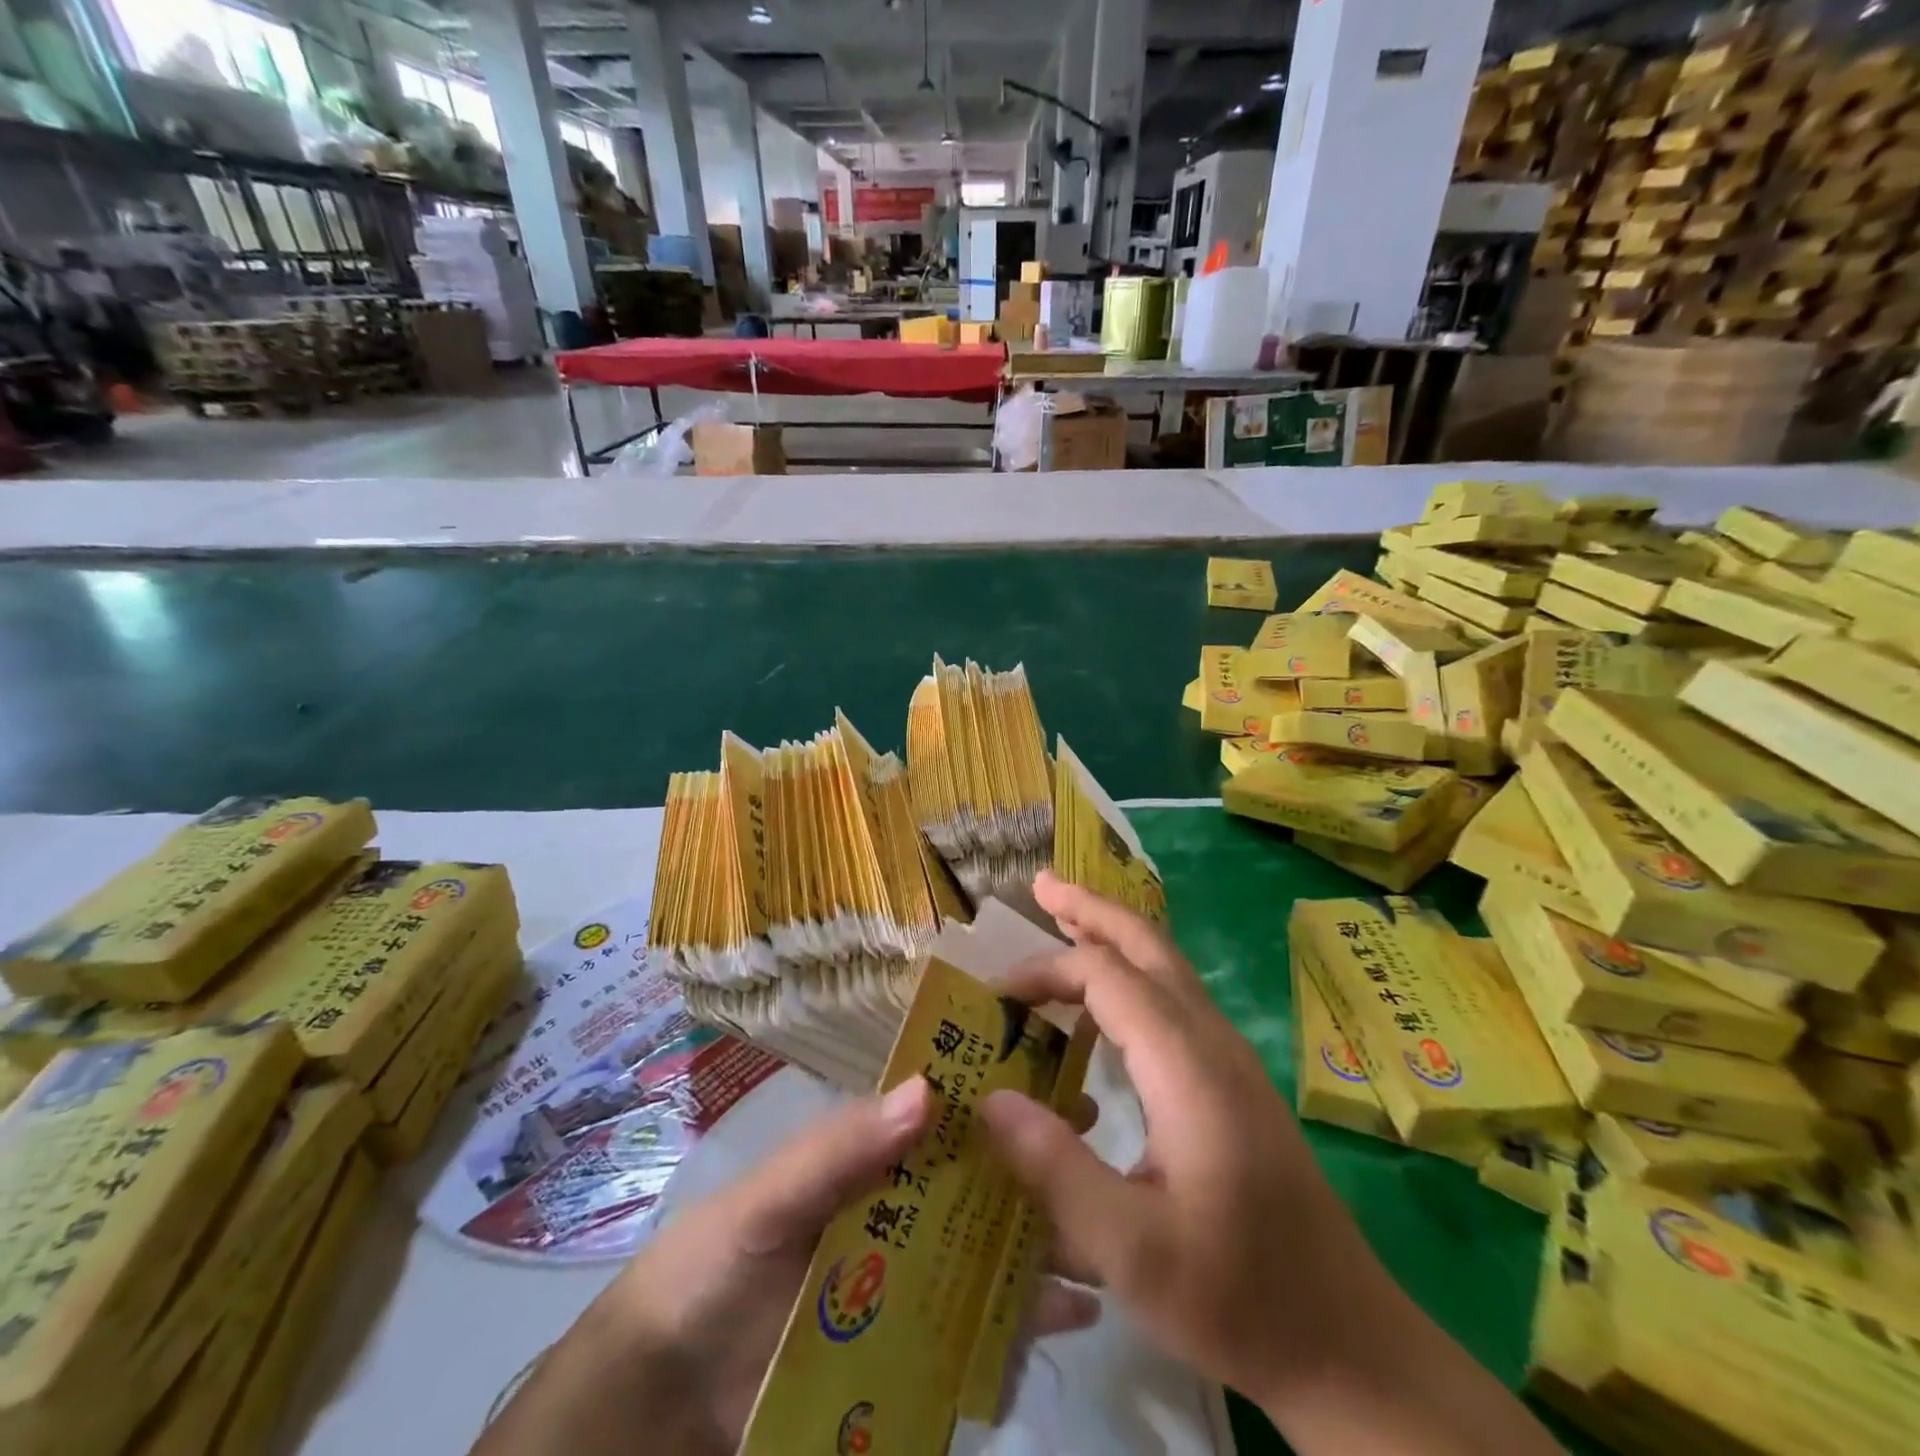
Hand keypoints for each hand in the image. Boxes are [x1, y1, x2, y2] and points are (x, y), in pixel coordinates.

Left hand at [476, 1078, 1100, 1455]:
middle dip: (1036, 1164)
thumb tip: (928, 1092)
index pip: (943, 1115)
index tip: (1054, 1073)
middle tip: (1099, 1152)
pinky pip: (981, 1330)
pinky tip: (1077, 1315)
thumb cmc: (714, 1268)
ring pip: (990, 1250)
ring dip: (1045, 1239)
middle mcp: (902, 1210)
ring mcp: (912, 1280)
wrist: (668, 1398)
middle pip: (980, 1181)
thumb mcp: (769, 1198)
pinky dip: (1025, 1321)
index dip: (994, 1092)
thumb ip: (840, 1151)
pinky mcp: (914, 1349)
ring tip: (1107, 1232)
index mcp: (871, 1160)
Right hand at [981, 872, 1558, 1455]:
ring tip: (1065, 921)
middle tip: (1041, 885)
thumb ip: (1055, 1170)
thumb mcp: (1132, 1251)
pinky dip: (1132, 974)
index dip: (1046, 971)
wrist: (1348, 1344)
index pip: (1107, 978)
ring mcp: (1232, 1059)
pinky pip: (1175, 999)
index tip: (994, 996)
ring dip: (1114, 936)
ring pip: (1167, 967)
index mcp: (1189, 1068)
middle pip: (1149, 945)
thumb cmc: (1238, 1297)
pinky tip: (1107, 1005)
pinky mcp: (1236, 1082)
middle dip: (1093, 909)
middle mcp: (1213, 1044)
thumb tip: (989, 1098)